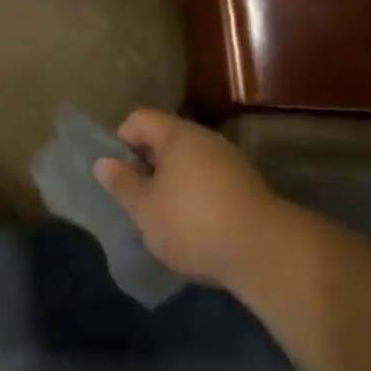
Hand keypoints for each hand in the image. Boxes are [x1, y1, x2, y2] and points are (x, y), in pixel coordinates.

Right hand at [94, 109, 284, 289]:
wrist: (266, 251)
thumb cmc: (194, 224)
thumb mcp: (146, 210)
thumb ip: (122, 184)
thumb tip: (103, 162)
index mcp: (175, 134)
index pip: (139, 118)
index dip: (123, 139)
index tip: (120, 173)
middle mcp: (203, 137)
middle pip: (166, 137)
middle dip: (149, 162)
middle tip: (140, 197)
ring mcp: (229, 158)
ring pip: (190, 159)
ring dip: (174, 180)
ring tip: (167, 214)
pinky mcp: (248, 184)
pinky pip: (211, 177)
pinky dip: (198, 193)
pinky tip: (198, 224)